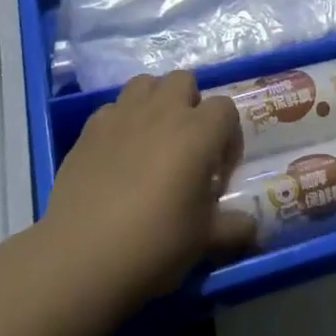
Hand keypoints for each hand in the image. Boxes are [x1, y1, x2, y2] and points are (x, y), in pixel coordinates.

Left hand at [41, 71, 256, 311]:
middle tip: (186, 145)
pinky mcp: (90, 127)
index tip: (219, 169)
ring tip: (152, 138)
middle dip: (190, 104)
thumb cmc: (155, 244)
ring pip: (146, 83)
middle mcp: (162, 111)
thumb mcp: (204, 241)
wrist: (82, 256)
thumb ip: (234, 228)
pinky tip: (117, 154)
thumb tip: (252, 228)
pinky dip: (120, 121)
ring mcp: (123, 114)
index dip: (227, 135)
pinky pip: (112, 108)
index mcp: (198, 132)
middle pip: (184, 80)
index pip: (225, 108)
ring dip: (155, 102)